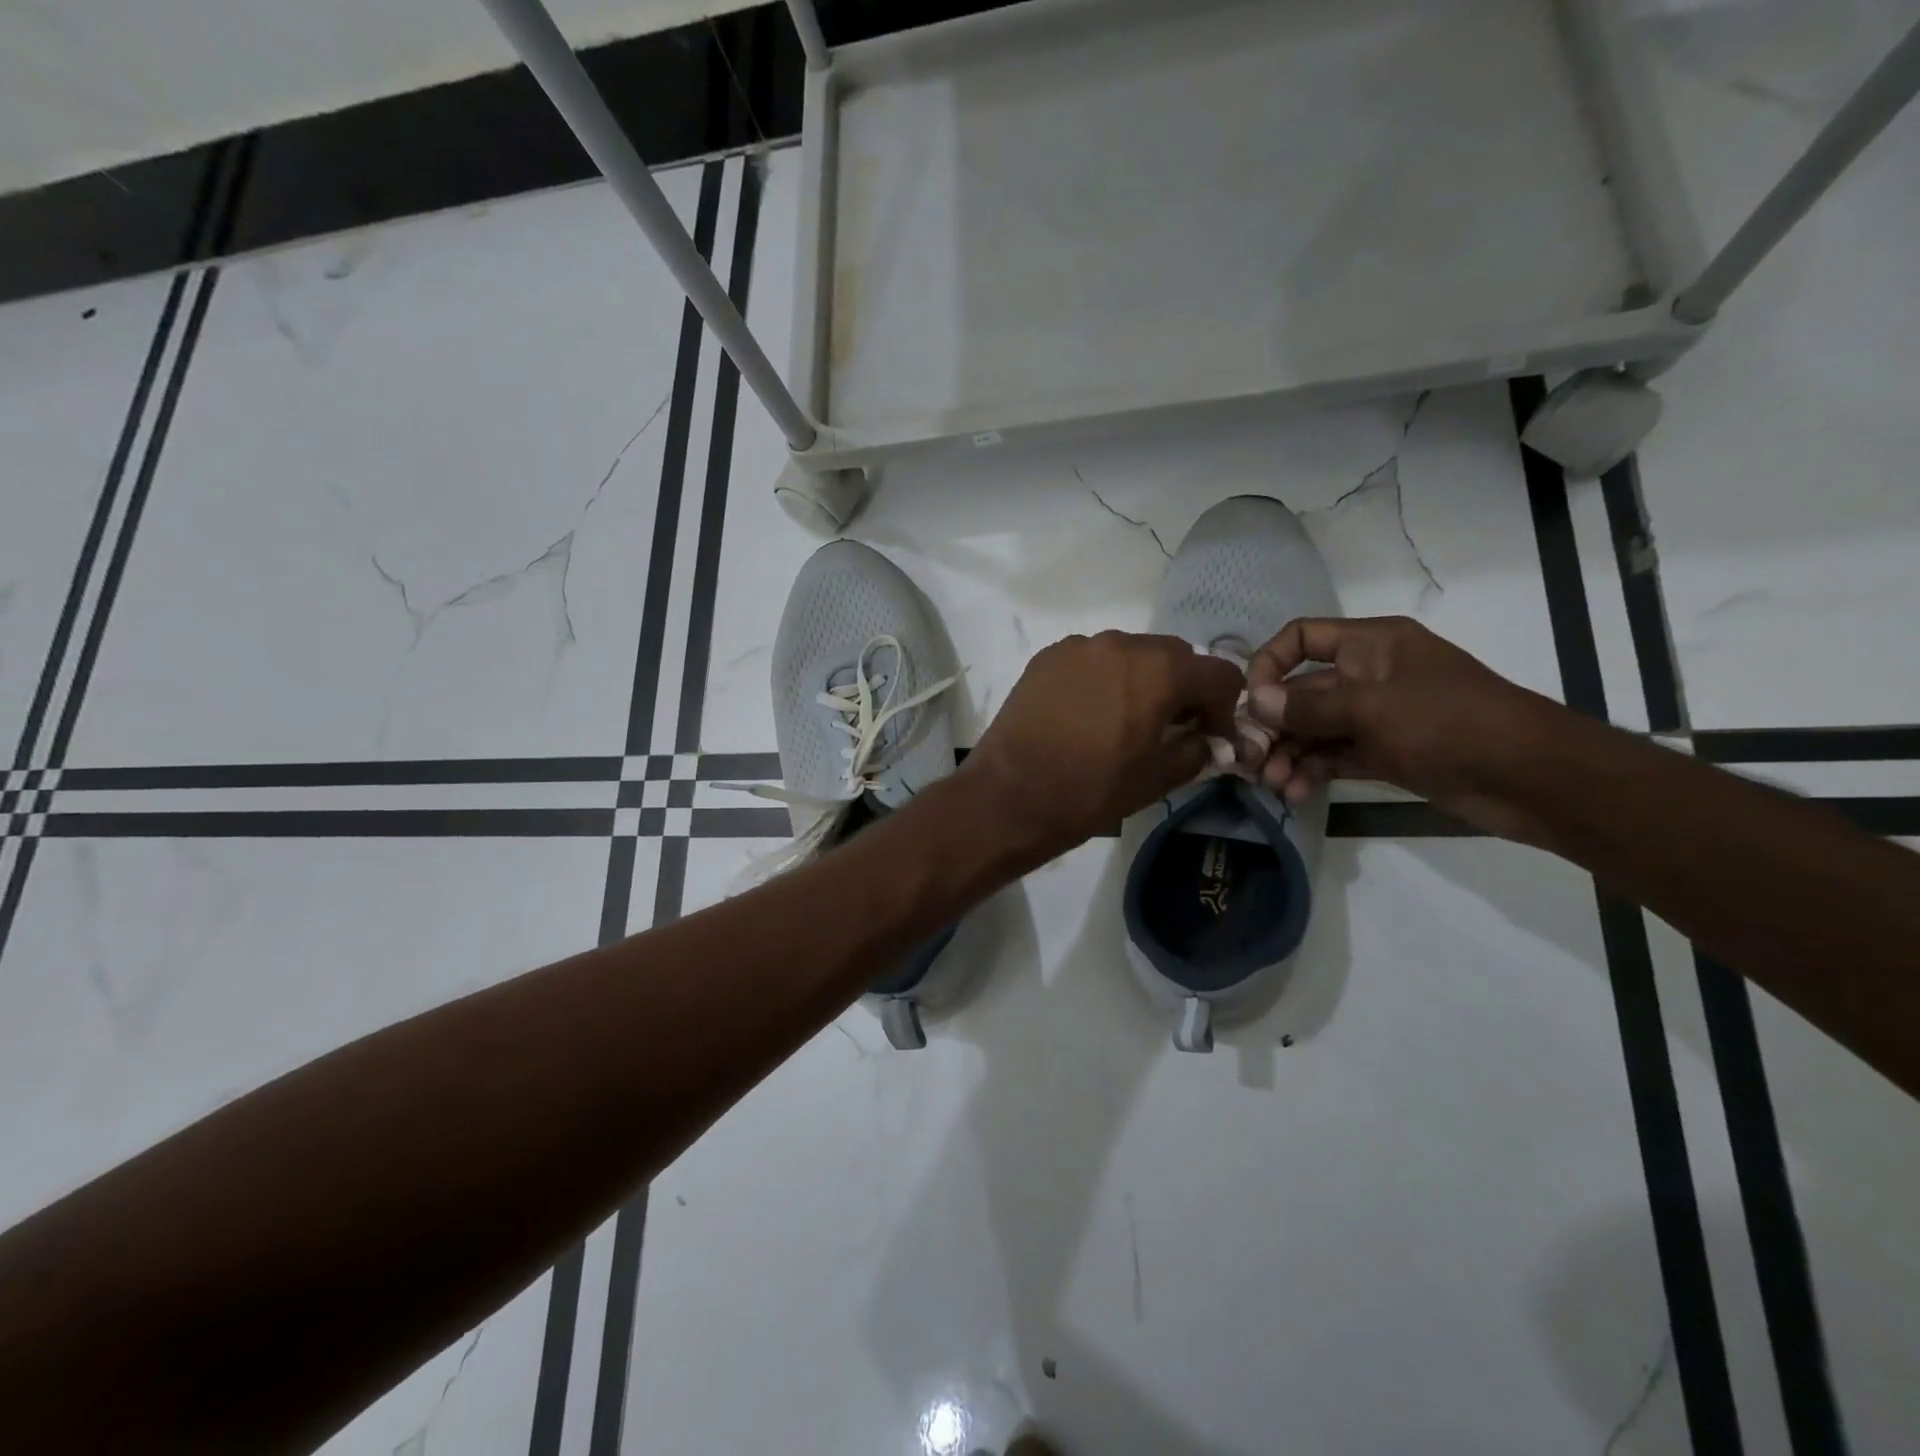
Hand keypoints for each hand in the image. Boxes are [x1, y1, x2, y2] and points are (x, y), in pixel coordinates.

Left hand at [961, 631, 1242, 864]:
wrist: (1010, 795)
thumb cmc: (1091, 790)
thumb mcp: (1158, 779)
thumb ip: (1196, 750)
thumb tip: (1205, 739)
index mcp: (1159, 670)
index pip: (1219, 674)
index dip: (1224, 707)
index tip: (1212, 736)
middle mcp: (1121, 644)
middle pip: (1173, 656)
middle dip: (1183, 688)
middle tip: (1171, 727)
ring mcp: (1079, 647)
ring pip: (1129, 653)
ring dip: (1141, 679)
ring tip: (1125, 719)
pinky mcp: (1046, 658)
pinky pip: (1091, 660)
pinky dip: (1102, 679)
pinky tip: (1087, 714)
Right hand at [1246, 616, 1563, 835]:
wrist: (1530, 777)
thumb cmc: (1449, 723)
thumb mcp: (1372, 708)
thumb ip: (1309, 706)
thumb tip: (1254, 701)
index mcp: (1370, 645)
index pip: (1302, 638)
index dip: (1269, 663)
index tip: (1250, 702)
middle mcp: (1368, 675)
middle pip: (1302, 691)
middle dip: (1274, 725)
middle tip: (1251, 759)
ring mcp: (1378, 716)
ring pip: (1316, 729)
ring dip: (1291, 754)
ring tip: (1275, 784)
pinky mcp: (1386, 753)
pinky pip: (1336, 756)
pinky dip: (1314, 771)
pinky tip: (1296, 792)